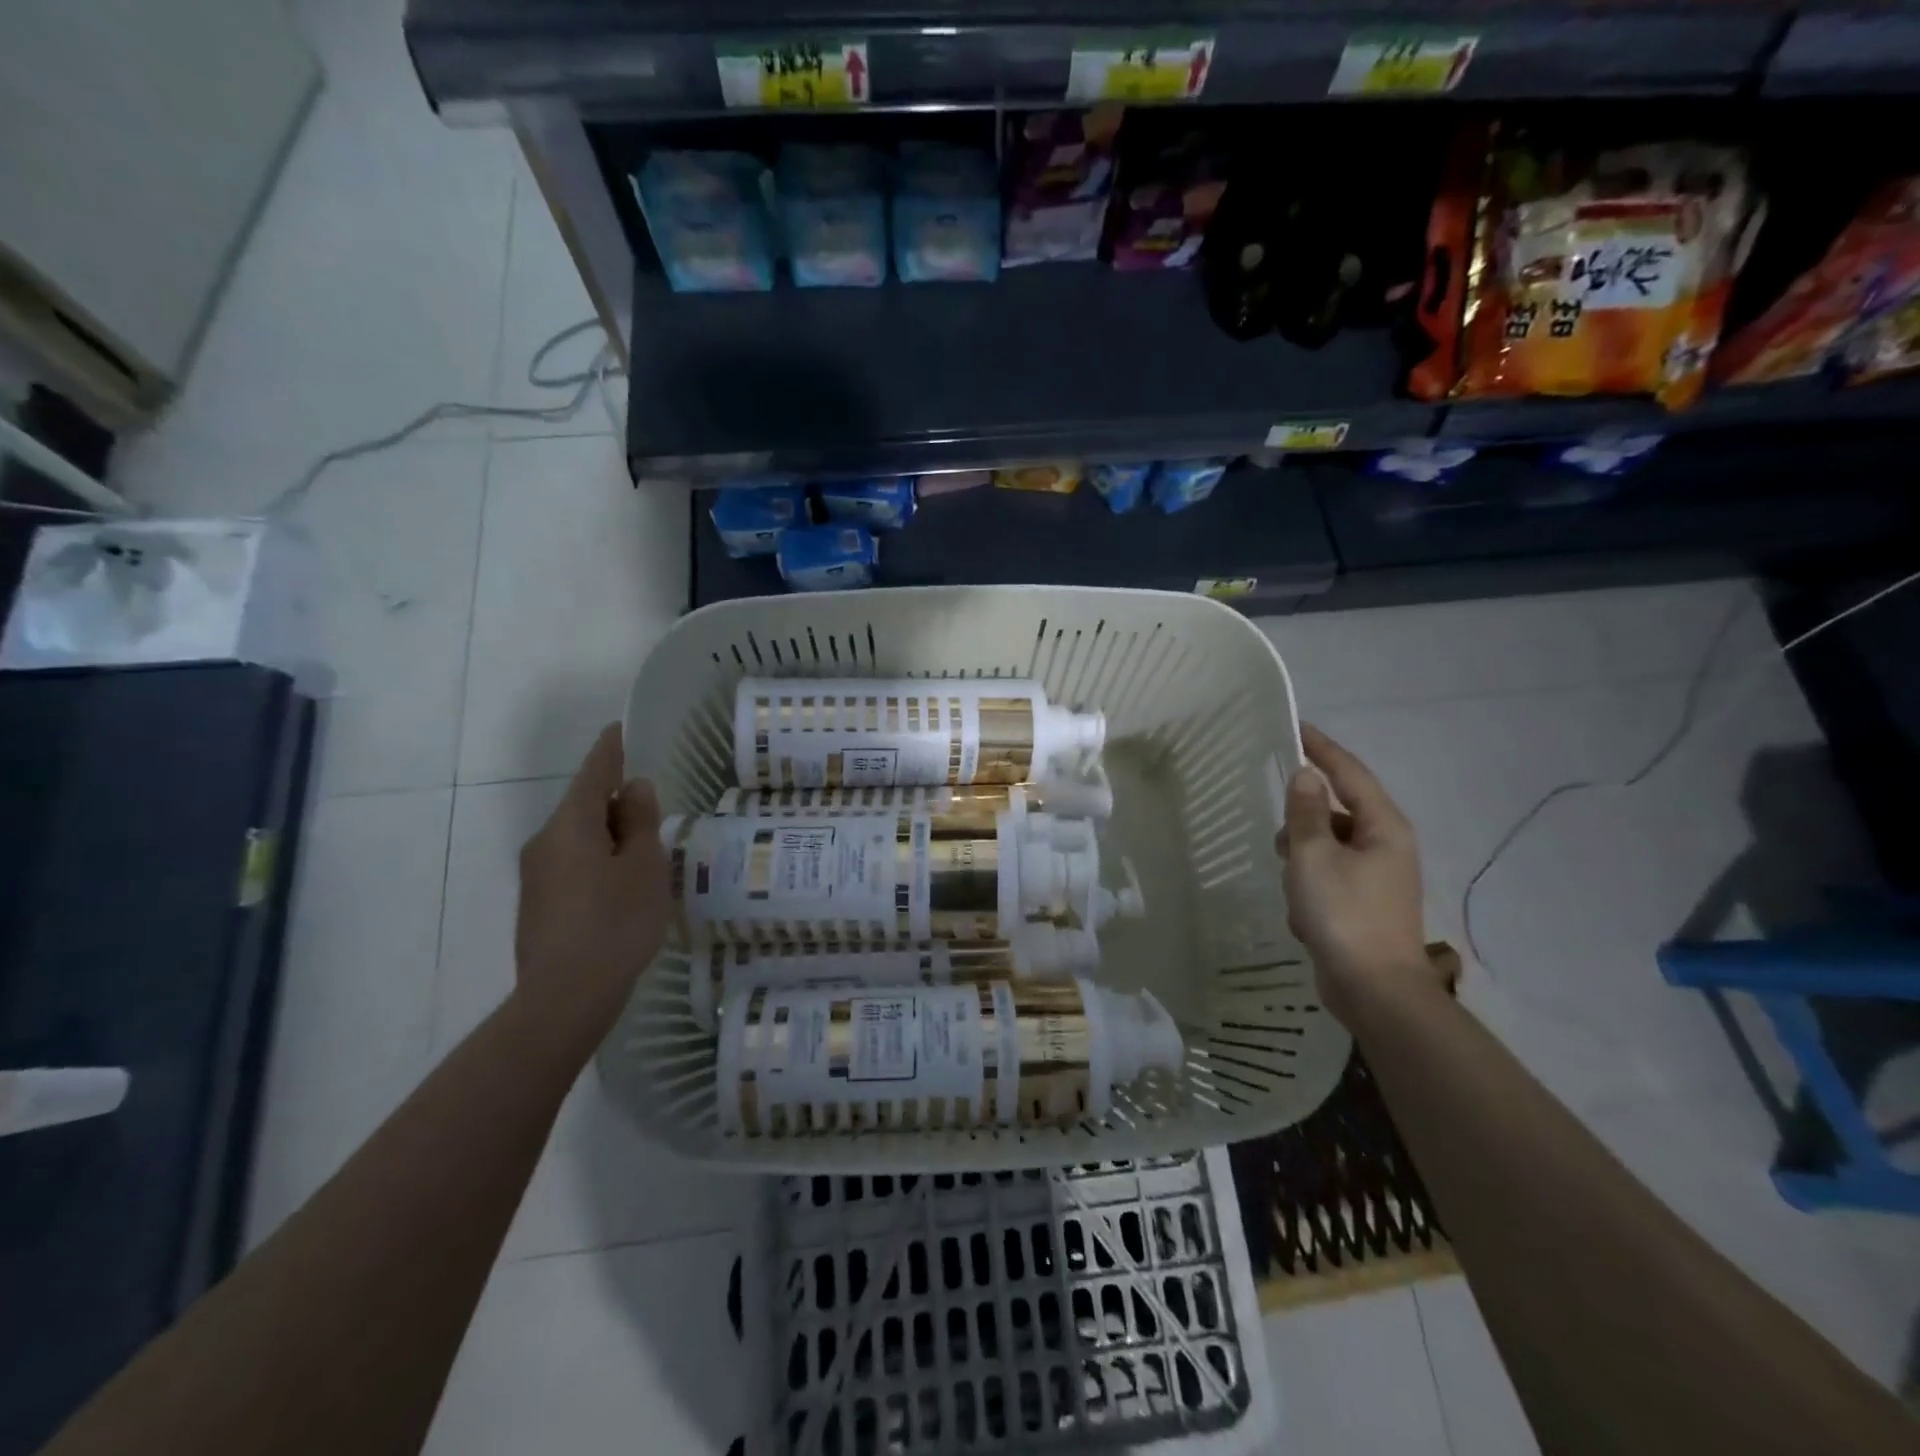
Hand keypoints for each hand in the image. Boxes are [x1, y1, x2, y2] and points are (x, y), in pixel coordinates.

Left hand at [514, 724, 669, 1047]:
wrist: (565, 998)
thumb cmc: (616, 923)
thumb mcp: (644, 866)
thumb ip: (639, 821)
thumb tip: (633, 787)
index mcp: (571, 825)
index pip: (594, 773)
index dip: (610, 750)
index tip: (620, 729)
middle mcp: (545, 842)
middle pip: (584, 806)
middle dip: (615, 802)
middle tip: (652, 808)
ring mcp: (536, 876)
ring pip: (578, 838)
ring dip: (609, 836)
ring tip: (645, 853)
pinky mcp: (538, 905)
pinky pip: (572, 865)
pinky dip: (598, 861)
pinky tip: (621, 887)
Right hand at [1279, 724, 1433, 1025]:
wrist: (1375, 991)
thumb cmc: (1343, 914)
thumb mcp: (1313, 856)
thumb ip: (1306, 812)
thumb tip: (1305, 775)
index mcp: (1383, 826)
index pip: (1349, 773)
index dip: (1322, 748)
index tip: (1295, 727)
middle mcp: (1387, 845)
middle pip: (1337, 811)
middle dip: (1304, 819)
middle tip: (1278, 833)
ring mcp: (1378, 876)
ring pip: (1328, 846)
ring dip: (1303, 857)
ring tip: (1290, 882)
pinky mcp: (1365, 903)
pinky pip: (1329, 876)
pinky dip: (1310, 885)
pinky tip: (1301, 912)